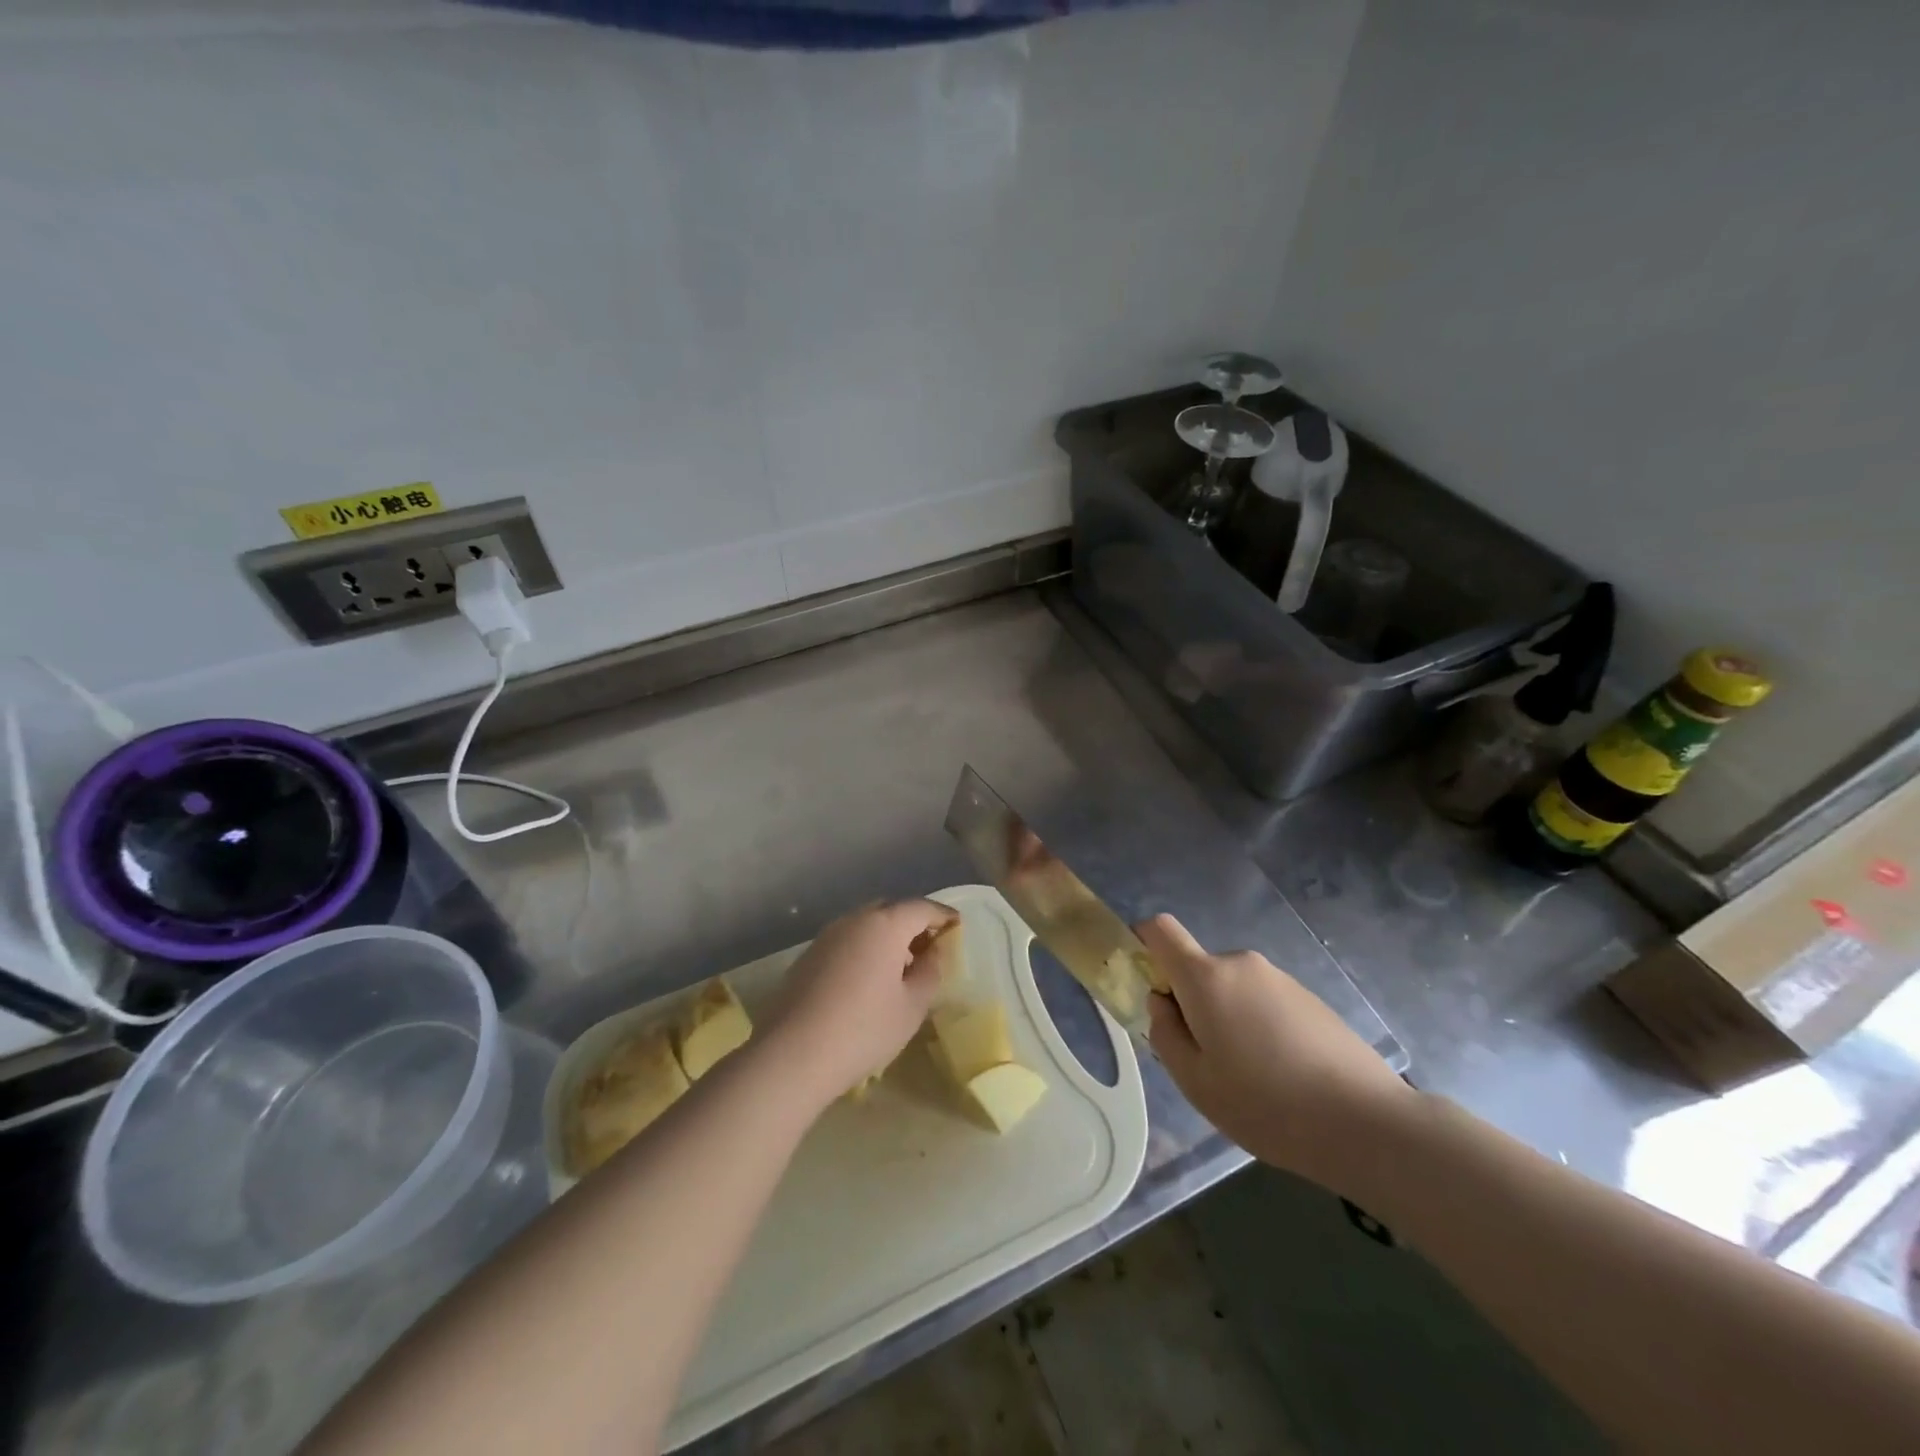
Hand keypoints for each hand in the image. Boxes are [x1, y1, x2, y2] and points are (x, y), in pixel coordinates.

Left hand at [764, 899, 958, 1105]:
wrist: (792, 1055)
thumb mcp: (912, 1006)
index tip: (957, 926)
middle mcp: (854, 920)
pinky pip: (846, 941)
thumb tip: (933, 952)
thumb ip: (930, 972)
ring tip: (900, 967)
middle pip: (891, 910)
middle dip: (913, 923)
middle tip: (929, 948)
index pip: (922, 908)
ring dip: (886, 936)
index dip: (943, 915)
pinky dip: (864, 949)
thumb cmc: (864, 1029)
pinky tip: (867, 980)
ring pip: (866, 924)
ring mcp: (826, 936)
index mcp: (885, 925)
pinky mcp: (807, 956)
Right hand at [1140, 913, 1414, 1191]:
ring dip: (1228, 1018)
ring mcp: (1281, 979)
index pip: (1160, 929)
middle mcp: (1242, 964)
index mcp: (1206, 977)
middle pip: (1198, 969)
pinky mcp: (1311, 999)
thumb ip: (1165, 1034)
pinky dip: (1260, 1027)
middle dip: (1192, 1003)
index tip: (1148, 985)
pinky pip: (1265, 1001)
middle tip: (1207, 1061)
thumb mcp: (1195, 1082)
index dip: (1143, 944)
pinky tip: (1284, 1076)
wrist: (1367, 1124)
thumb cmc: (1266, 1104)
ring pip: (1232, 989)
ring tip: (1252, 1078)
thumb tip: (1163, 1003)